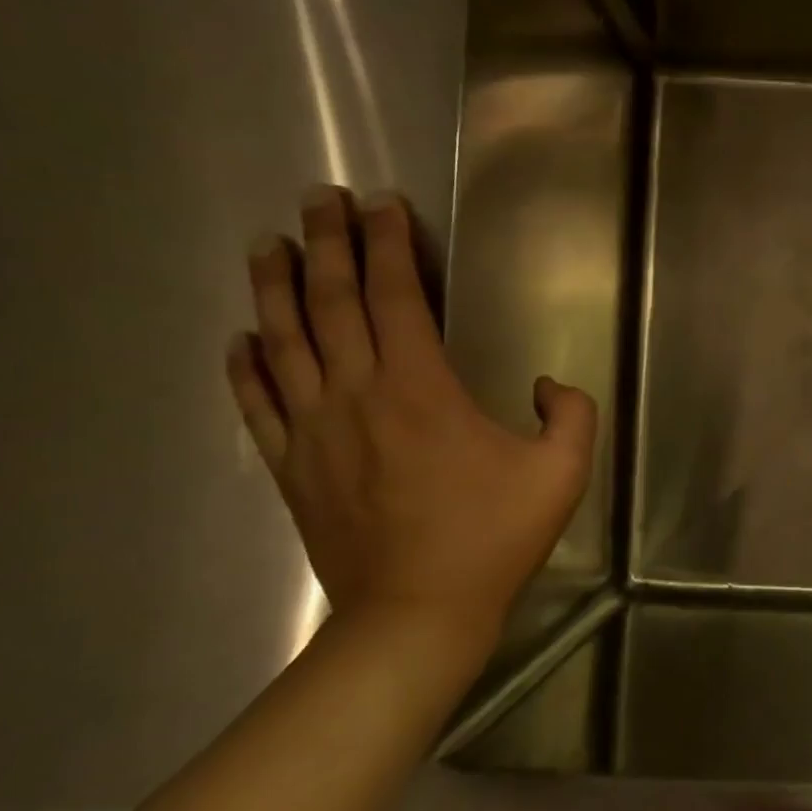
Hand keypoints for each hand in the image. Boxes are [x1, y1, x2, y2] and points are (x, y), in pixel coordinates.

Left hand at [226, 187, 595, 670]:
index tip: (383, 205)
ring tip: (270, 245)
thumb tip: (547, 385)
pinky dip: (245, 366)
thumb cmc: (493, 537)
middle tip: (319, 199)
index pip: (397, 298)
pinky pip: (257, 404)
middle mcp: (356, 395)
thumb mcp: (562, 472)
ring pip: (283, 342)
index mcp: (421, 389)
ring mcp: (314, 431)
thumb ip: (570, 414)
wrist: (418, 612)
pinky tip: (241, 338)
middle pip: (332, 304)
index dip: (389, 246)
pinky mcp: (292, 467)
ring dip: (276, 288)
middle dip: (328, 244)